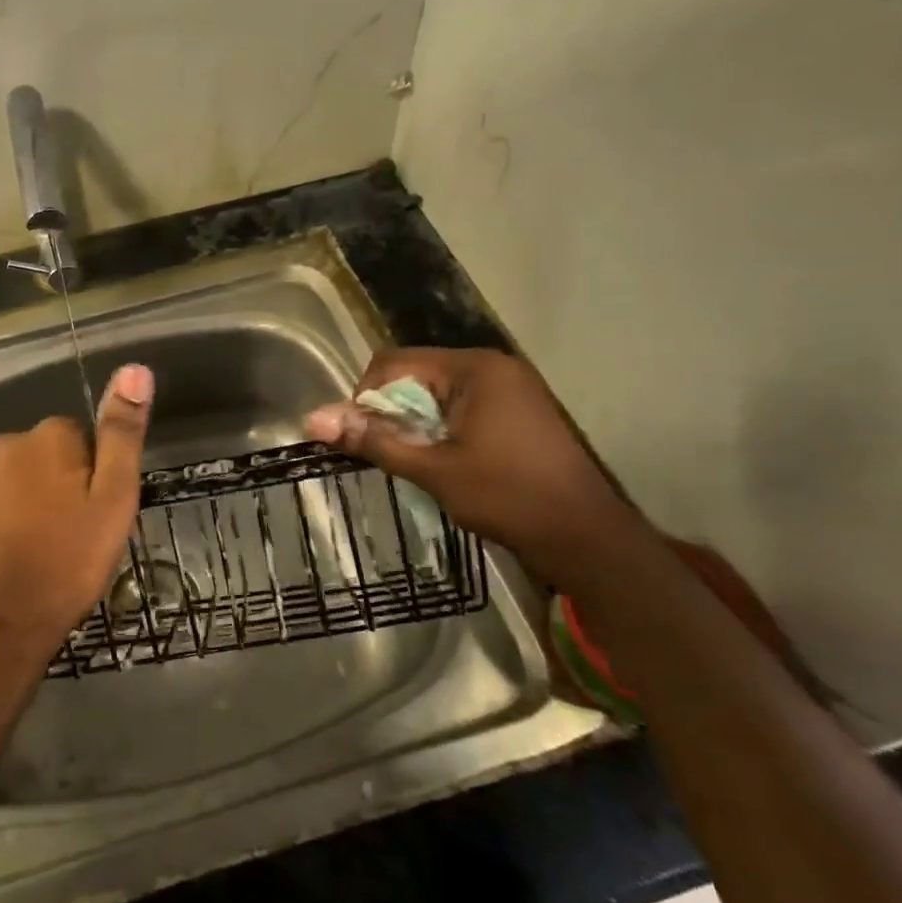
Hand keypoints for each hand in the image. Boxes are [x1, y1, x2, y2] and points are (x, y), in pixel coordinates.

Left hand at [0, 363, 153, 675]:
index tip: (88, 512)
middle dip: (53, 478)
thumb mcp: (114, 501)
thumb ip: (122, 434)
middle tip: (63, 530)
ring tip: (30, 538)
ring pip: (8, 467)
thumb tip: (134, 369)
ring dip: (19, 488)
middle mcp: (7, 439)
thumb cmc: (68, 563)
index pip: (78, 438)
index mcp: (52, 437)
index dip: (87, 474)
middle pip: (41, 449)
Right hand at [304, 348, 641, 579]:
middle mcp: (492, 367)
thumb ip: (373, 440)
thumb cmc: (509, 497)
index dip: (366, 397)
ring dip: (415, 425)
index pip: (393, 362)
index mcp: (474, 368)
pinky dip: (440, 431)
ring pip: (435, 395)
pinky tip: (444, 464)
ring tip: (417, 463)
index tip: (364, 439)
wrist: (589, 540)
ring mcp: (509, 389)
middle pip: (414, 376)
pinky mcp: (517, 413)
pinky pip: (459, 409)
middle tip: (389, 456)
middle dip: (392, 413)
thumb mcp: (433, 469)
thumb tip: (312, 419)